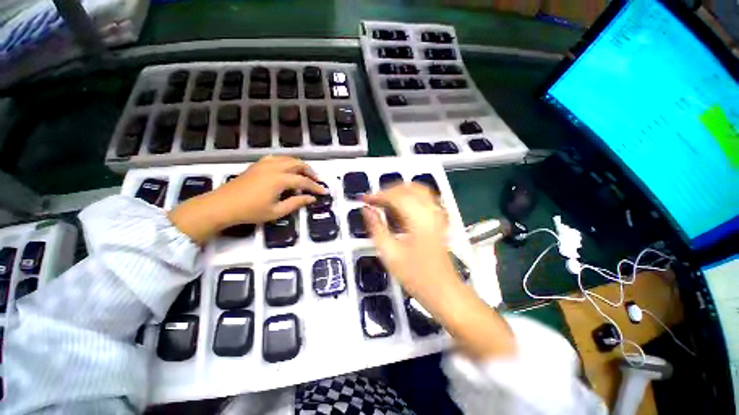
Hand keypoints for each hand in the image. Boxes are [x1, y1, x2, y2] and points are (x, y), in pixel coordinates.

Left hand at [169, 156, 325, 243]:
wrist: (222, 205)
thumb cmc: (250, 211)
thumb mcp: (276, 211)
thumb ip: (296, 203)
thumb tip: (311, 199)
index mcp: (279, 180)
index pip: (303, 181)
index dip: (315, 187)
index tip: (323, 192)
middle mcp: (274, 168)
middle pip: (297, 164)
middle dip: (310, 171)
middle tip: (317, 181)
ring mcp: (264, 164)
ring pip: (287, 158)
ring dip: (299, 165)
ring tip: (305, 173)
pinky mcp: (257, 165)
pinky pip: (276, 158)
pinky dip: (286, 161)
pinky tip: (287, 168)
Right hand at [361, 184, 458, 300]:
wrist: (443, 291)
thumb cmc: (417, 276)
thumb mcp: (390, 254)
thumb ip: (376, 228)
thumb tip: (367, 211)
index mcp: (419, 219)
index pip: (396, 196)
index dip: (377, 195)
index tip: (363, 199)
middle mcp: (431, 212)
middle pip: (408, 188)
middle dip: (387, 191)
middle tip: (372, 201)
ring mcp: (437, 215)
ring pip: (417, 190)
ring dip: (398, 192)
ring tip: (383, 202)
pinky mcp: (439, 220)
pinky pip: (423, 199)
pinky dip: (408, 197)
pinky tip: (398, 207)